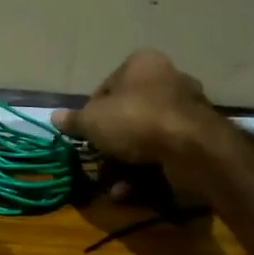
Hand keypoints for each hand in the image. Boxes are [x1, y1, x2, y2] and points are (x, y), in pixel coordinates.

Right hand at [53, 50, 218, 187]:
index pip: (107, 88)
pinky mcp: (199, 138)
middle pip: (127, 115)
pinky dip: (146, 172)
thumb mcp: (92, 120)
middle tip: (98, 164)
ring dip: (125, 165)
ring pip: (145, 139)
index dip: (91, 114)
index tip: (84, 135)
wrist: (190, 148)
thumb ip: (74, 120)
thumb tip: (54, 117)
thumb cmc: (135, 120)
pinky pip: (163, 153)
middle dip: (111, 145)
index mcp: (142, 63)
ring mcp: (187, 109)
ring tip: (113, 185)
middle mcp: (168, 79)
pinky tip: (130, 190)